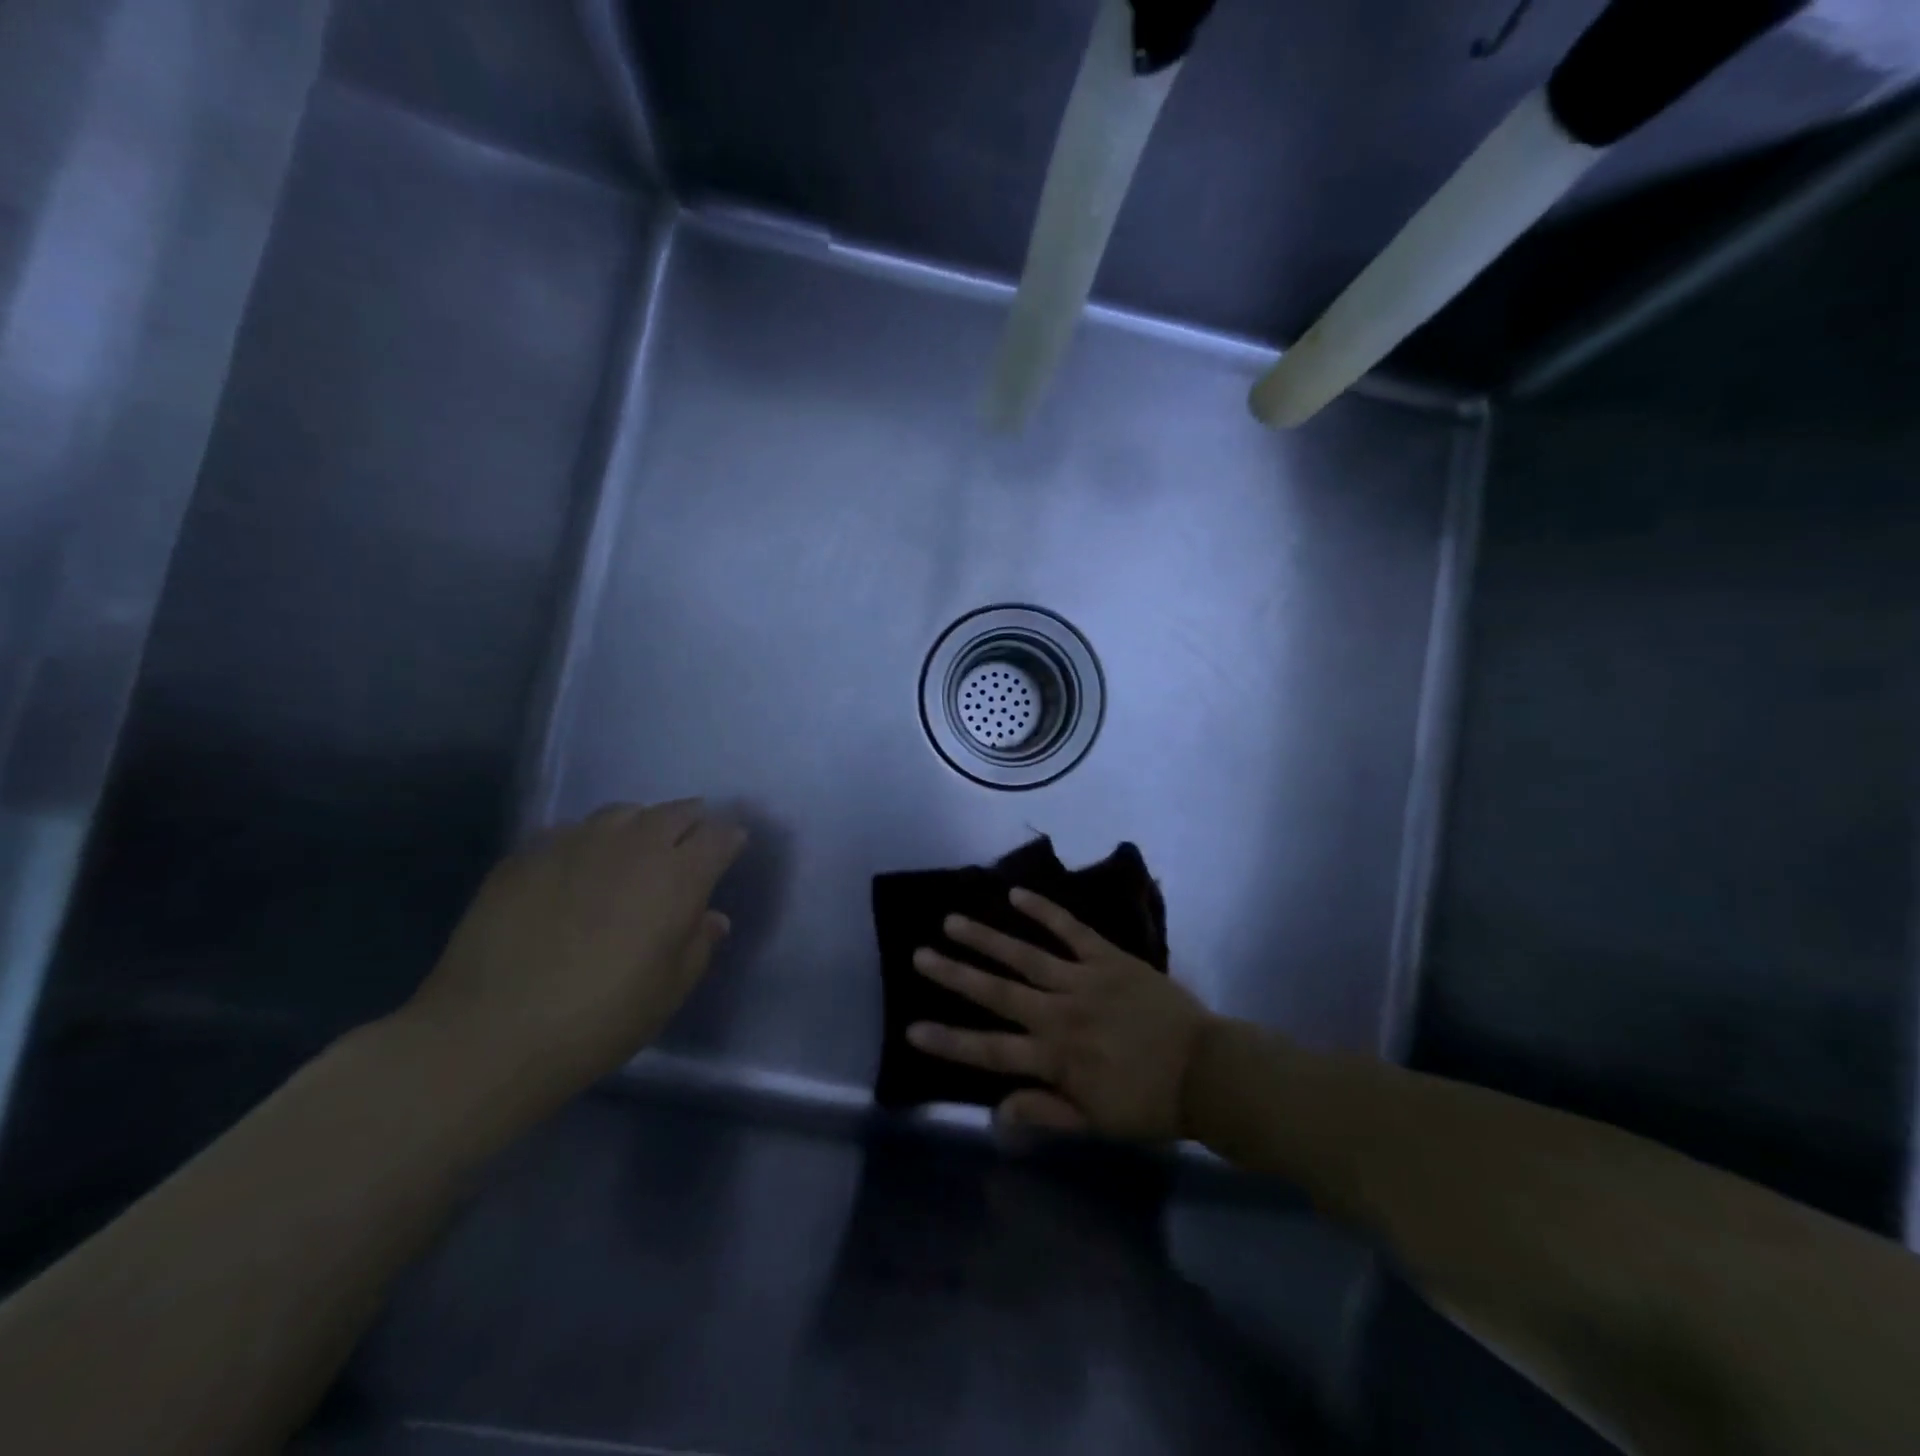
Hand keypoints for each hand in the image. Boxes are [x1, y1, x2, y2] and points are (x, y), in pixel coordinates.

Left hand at [407, 800, 746, 1103]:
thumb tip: (712, 917)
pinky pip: (572, 831)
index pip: (719, 835)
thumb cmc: (601, 1018)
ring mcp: (576, 843)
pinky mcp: (528, 854)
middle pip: (675, 811)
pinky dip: (589, 841)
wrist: (490, 1033)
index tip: (731, 849)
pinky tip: (579, 867)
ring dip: (641, 824)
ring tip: (636, 846)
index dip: (730, 839)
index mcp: (678, 876)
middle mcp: (633, 845)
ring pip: (622, 812)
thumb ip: (699, 945)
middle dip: (691, 820)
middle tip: (691, 841)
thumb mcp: (668, 991)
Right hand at [907, 889, 1214, 1141]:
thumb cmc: (1150, 1103)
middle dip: (956, 975)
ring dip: (987, 938)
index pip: (990, 1050)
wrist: (1207, 1070)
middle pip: (998, 992)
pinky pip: (1071, 929)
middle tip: (920, 955)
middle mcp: (1061, 1014)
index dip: (950, 1040)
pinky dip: (1044, 911)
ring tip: (952, 921)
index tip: (911, 1028)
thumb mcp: (1096, 1123)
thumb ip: (1044, 1112)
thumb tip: (994, 1113)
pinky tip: (1016, 894)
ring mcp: (1084, 980)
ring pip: (1026, 955)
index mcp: (1056, 1058)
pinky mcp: (1109, 958)